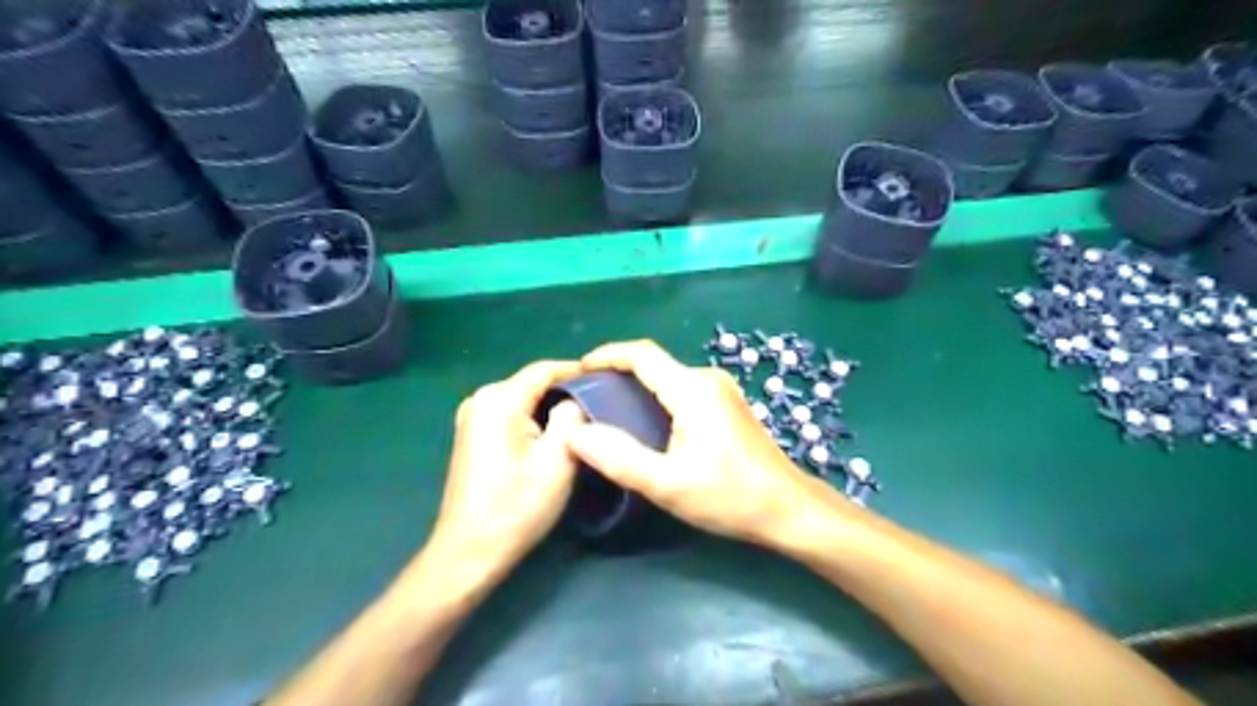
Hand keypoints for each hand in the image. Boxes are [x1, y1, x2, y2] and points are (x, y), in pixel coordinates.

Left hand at [429, 360, 587, 580]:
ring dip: (551, 406)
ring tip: (586, 418)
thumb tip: (574, 401)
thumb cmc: (517, 506)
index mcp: (499, 399)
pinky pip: (511, 413)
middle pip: (533, 382)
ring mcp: (473, 416)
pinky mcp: (472, 434)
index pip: (545, 369)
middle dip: (567, 390)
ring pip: (523, 398)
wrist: (470, 551)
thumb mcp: (558, 460)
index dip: (579, 371)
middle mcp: (481, 398)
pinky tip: (554, 434)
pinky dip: (534, 418)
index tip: (610, 379)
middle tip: (603, 402)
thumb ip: (572, 417)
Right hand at [564, 343, 837, 544]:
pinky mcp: (727, 404)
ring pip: (668, 377)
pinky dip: (656, 398)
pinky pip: (682, 390)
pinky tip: (645, 425)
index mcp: (692, 389)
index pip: (641, 354)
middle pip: (654, 364)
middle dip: (617, 374)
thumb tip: (575, 433)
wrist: (789, 508)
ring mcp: (721, 390)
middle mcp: (707, 378)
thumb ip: (619, 458)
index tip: (578, 370)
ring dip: (637, 388)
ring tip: (608, 413)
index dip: (606, 355)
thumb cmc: (730, 497)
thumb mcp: (667, 484)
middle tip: (587, 399)